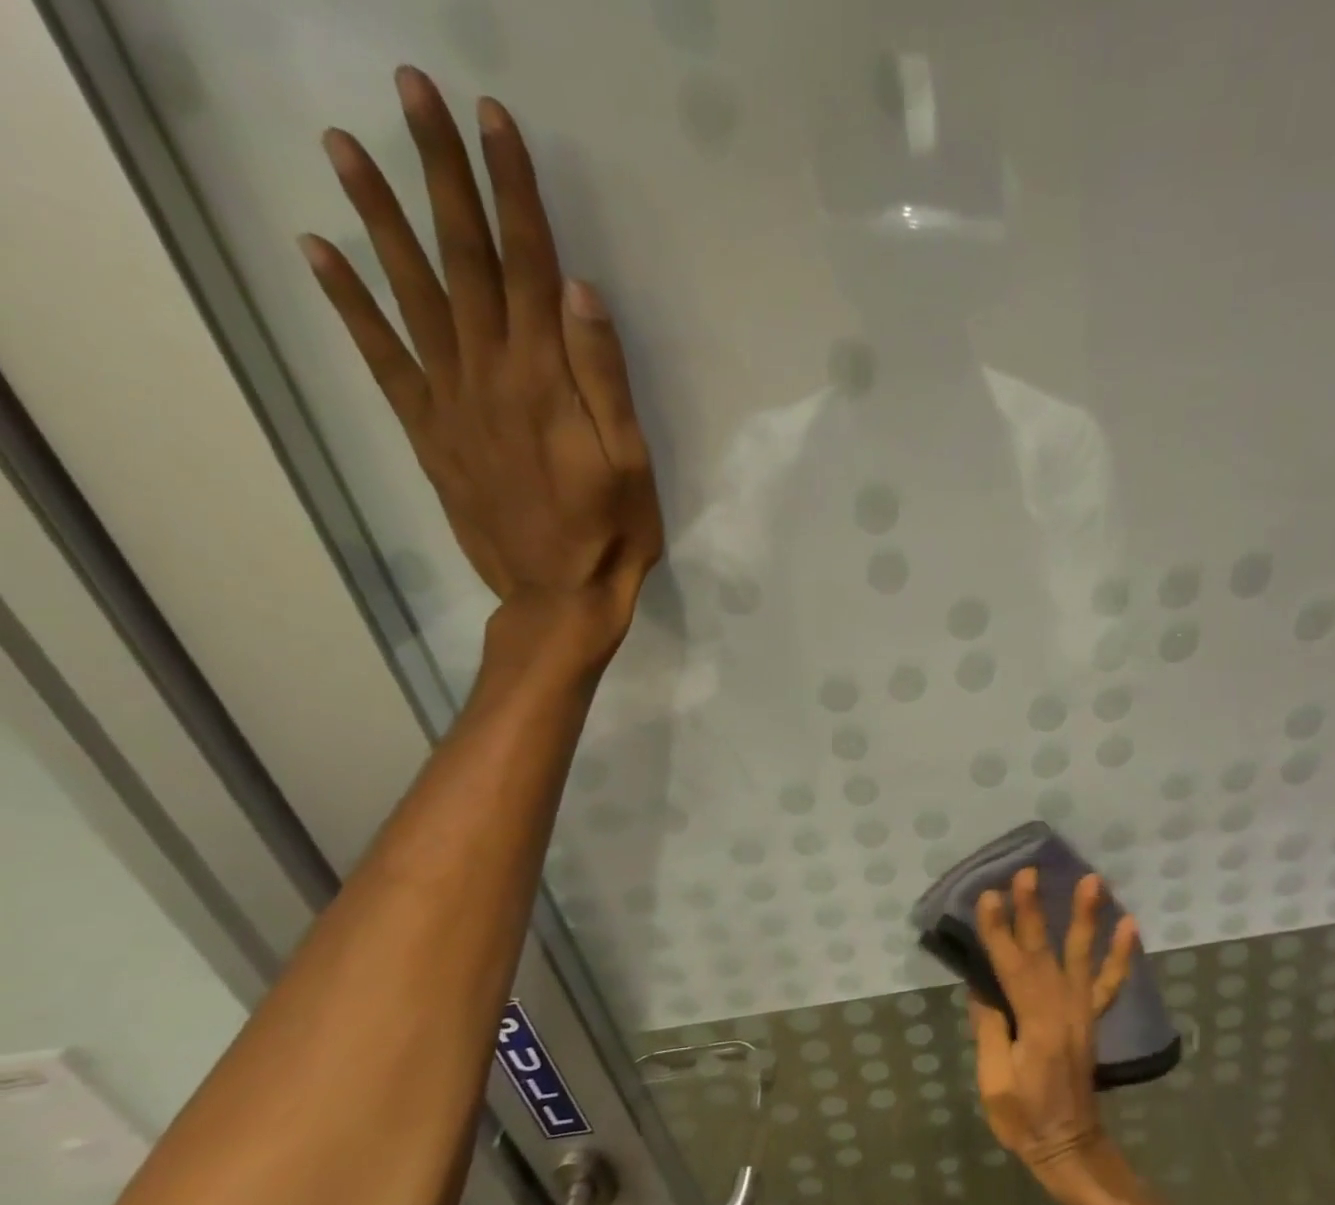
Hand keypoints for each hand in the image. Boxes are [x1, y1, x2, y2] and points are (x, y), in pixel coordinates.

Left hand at [299, 67, 661, 662]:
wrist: (559, 596)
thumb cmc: (612, 531)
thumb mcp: (631, 460)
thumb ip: (604, 377)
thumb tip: (577, 290)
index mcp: (546, 380)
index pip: (526, 265)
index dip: (511, 191)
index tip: (492, 121)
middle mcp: (489, 375)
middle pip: (463, 261)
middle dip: (442, 175)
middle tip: (413, 94)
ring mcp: (449, 401)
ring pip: (412, 294)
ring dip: (380, 217)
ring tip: (345, 145)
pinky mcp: (429, 431)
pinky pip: (382, 358)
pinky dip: (350, 303)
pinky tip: (320, 251)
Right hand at [969, 870, 1137, 1189]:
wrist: (1070, 1146)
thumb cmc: (1024, 1119)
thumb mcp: (994, 1082)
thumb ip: (991, 1030)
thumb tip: (983, 986)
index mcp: (1035, 1025)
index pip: (1010, 967)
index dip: (998, 931)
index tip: (990, 896)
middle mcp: (1063, 1009)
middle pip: (1044, 951)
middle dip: (1033, 909)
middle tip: (1028, 873)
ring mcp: (1082, 1011)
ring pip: (1082, 956)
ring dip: (1086, 917)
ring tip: (1093, 881)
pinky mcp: (1092, 1017)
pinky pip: (1110, 982)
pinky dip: (1121, 954)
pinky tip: (1130, 924)